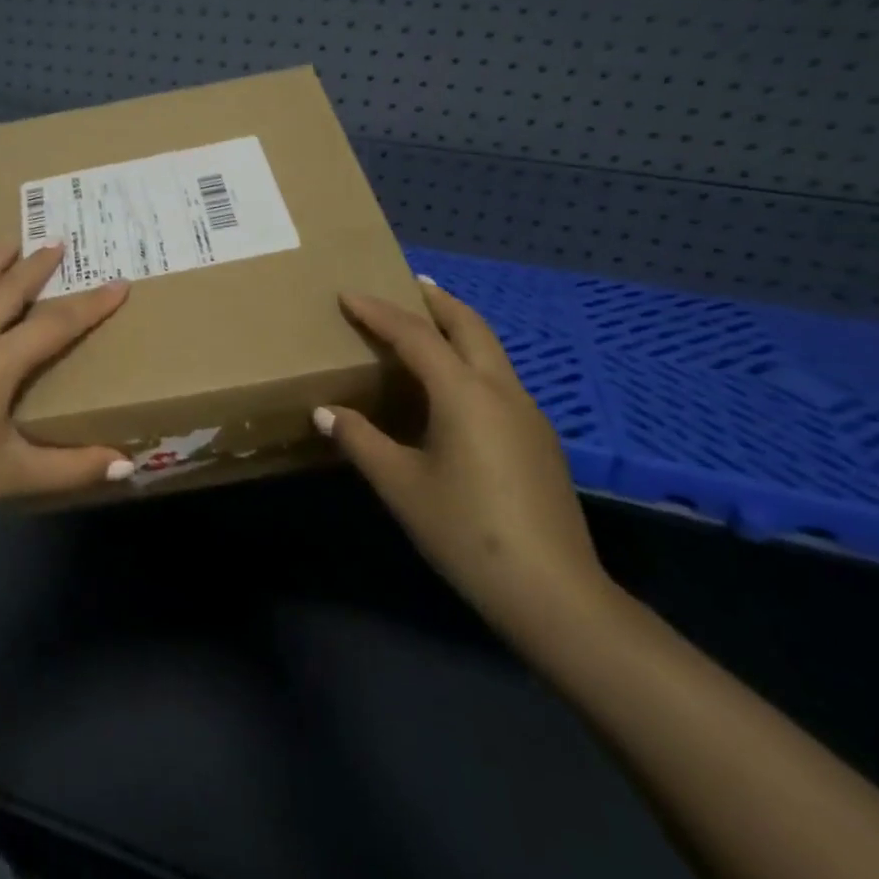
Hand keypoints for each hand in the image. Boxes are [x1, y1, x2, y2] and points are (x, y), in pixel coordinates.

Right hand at [316, 280, 609, 641]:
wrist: (554, 593)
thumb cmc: (466, 532)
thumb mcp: (401, 485)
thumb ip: (360, 440)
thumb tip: (324, 411)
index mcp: (463, 393)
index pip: (415, 336)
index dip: (379, 312)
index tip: (349, 295)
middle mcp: (500, 390)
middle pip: (469, 326)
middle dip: (437, 301)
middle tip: (408, 285)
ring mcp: (527, 414)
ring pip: (490, 351)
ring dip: (459, 328)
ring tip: (429, 327)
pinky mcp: (539, 439)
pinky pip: (499, 379)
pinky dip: (472, 361)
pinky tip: (455, 389)